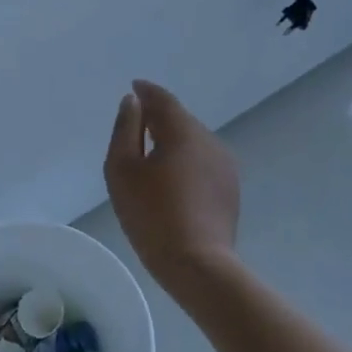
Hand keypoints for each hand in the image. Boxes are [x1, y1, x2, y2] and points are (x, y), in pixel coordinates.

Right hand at [103, 81, 239, 288]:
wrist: (197, 264)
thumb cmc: (151, 214)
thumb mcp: (121, 169)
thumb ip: (125, 130)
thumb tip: (132, 103)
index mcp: (183, 132)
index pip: (163, 100)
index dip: (146, 92)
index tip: (133, 88)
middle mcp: (210, 141)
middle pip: (180, 120)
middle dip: (157, 118)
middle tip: (135, 125)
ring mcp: (225, 166)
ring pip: (193, 142)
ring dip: (172, 141)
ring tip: (150, 155)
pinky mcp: (230, 189)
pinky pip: (202, 162)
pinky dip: (184, 160)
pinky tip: (171, 180)